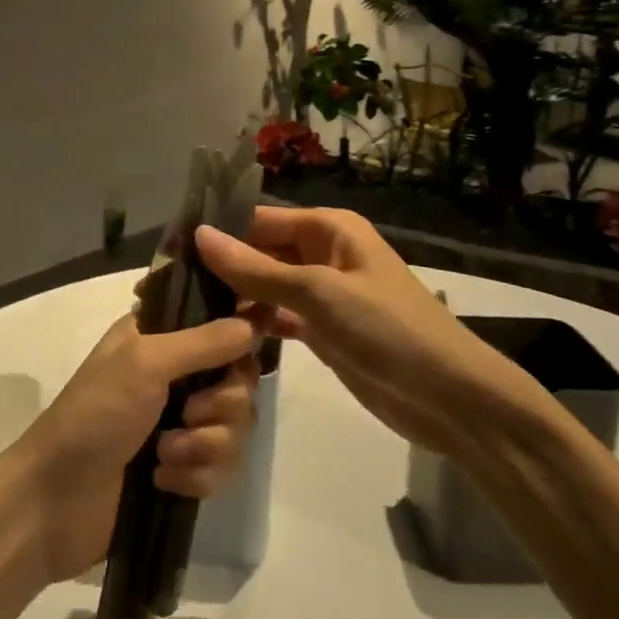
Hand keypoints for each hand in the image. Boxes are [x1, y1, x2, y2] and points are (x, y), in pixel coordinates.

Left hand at [0, 313, 259, 586]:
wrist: (54, 503)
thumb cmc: (94, 414)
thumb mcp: (145, 363)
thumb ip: (204, 341)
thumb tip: (254, 324)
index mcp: (163, 336)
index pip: (221, 321)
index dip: (242, 333)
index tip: (255, 345)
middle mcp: (178, 373)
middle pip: (240, 379)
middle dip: (220, 404)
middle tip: (187, 414)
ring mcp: (182, 423)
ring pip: (236, 425)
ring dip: (204, 445)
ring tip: (164, 454)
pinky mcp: (185, 468)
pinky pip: (223, 467)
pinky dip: (196, 476)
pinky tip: (162, 481)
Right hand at [196, 207, 549, 456]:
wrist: (449, 398)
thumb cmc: (388, 329)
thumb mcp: (320, 294)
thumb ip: (256, 269)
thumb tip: (198, 235)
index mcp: (328, 229)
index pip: (260, 220)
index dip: (219, 233)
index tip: (170, 252)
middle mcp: (323, 253)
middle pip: (261, 252)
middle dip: (222, 267)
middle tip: (168, 289)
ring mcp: (323, 294)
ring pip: (267, 286)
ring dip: (235, 298)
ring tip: (184, 313)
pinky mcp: (323, 330)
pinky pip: (279, 316)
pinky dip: (255, 323)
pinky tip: (222, 336)